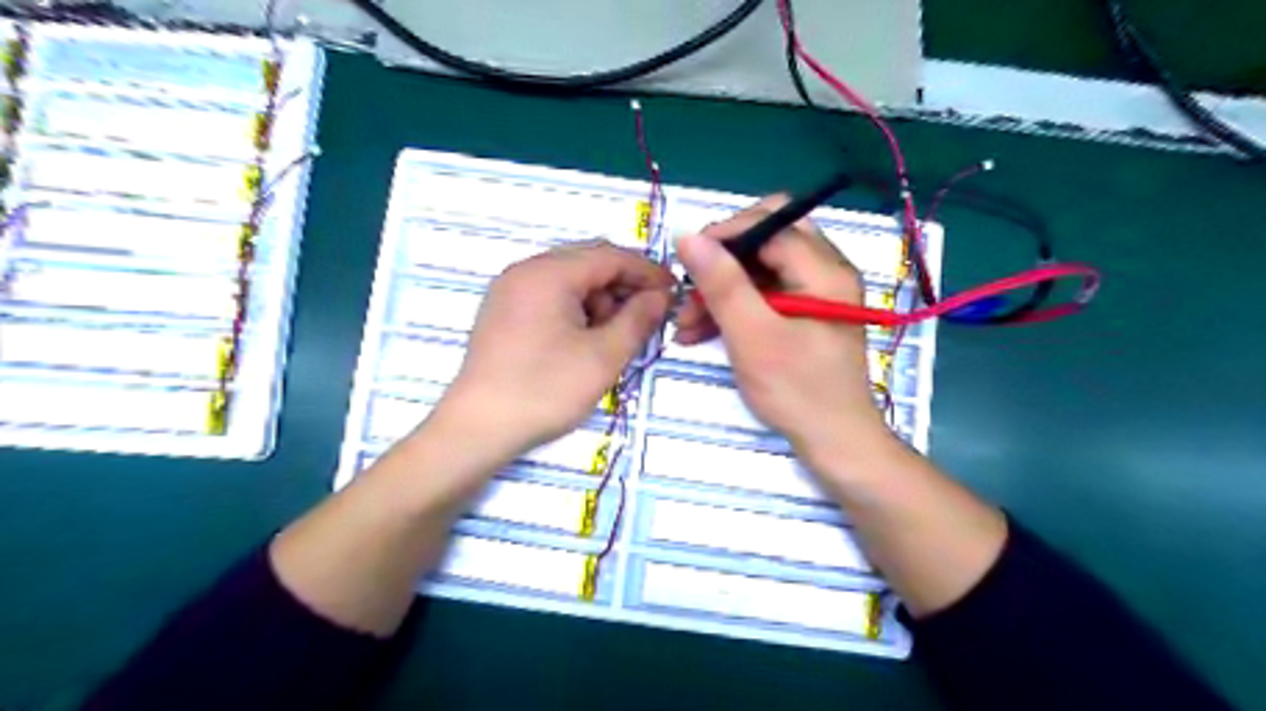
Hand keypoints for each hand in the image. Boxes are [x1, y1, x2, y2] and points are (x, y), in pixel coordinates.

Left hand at [435, 241, 672, 454]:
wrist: (478, 428)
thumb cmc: (545, 389)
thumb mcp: (603, 356)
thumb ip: (638, 319)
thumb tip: (660, 297)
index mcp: (548, 273)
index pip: (610, 256)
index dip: (647, 272)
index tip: (674, 293)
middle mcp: (525, 271)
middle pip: (588, 263)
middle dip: (623, 286)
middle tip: (650, 315)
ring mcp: (509, 290)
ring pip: (569, 280)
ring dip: (600, 300)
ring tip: (615, 335)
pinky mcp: (503, 312)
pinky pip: (549, 296)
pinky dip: (576, 310)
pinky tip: (586, 339)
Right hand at [676, 194, 892, 466]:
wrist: (835, 443)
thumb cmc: (797, 390)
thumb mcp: (753, 336)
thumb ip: (722, 284)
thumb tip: (688, 236)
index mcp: (824, 269)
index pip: (770, 224)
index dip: (725, 234)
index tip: (687, 260)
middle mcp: (826, 271)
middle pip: (767, 240)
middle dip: (722, 263)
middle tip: (692, 289)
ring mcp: (817, 293)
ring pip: (761, 270)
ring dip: (722, 290)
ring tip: (687, 324)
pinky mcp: (806, 315)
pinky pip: (765, 295)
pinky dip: (735, 308)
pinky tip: (703, 332)